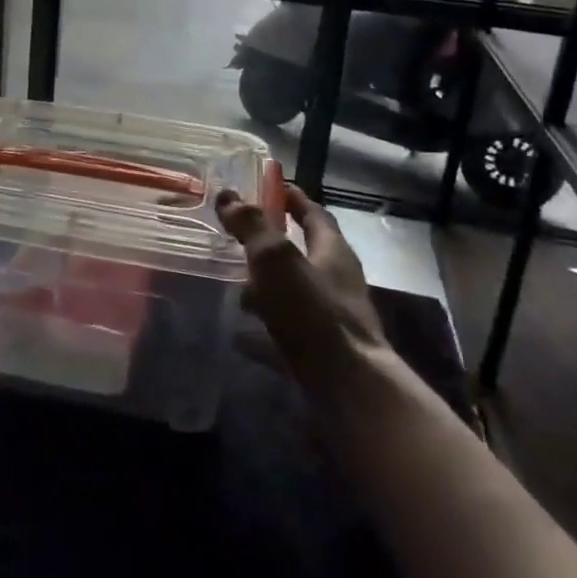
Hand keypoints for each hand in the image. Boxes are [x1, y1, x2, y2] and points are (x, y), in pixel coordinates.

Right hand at [216, 184, 390, 404]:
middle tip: (239, 238)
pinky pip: (285, 333)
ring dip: (266, 288)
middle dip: (273, 245)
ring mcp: (331, 320)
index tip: (273, 187)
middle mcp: (337, 282)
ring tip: (232, 286)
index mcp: (333, 252)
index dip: (294, 199)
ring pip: (293, 294)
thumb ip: (252, 227)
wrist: (347, 390)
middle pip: (305, 254)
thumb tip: (228, 195)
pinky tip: (238, 334)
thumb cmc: (313, 313)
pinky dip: (262, 329)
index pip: (315, 214)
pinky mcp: (321, 354)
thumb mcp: (277, 259)